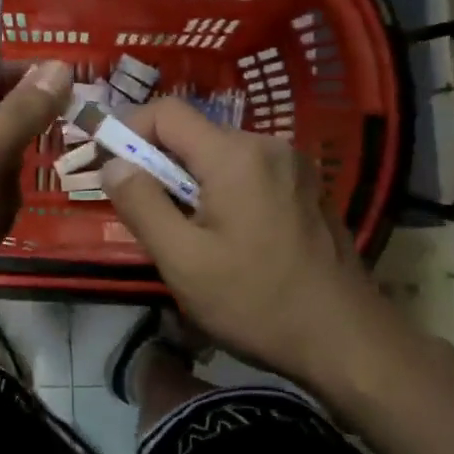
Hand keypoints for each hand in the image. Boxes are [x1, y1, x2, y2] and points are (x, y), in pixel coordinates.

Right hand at [100, 97, 381, 382]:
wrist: (348, 341)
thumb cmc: (257, 302)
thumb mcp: (183, 260)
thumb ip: (141, 204)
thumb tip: (113, 164)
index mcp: (235, 155)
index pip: (166, 112)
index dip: (127, 129)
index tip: (106, 164)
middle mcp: (267, 146)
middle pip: (193, 134)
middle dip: (157, 163)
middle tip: (140, 210)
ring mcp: (292, 167)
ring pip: (219, 156)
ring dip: (188, 181)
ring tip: (181, 232)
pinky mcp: (305, 189)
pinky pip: (247, 173)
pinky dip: (220, 190)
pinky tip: (223, 237)